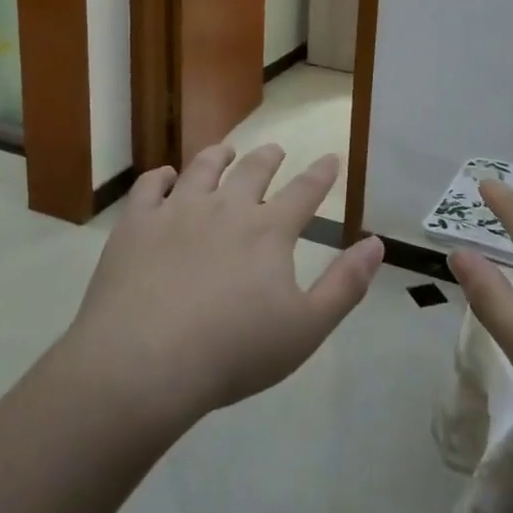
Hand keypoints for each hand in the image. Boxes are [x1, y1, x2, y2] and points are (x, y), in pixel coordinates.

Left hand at [67, 144, 383, 426]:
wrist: (145, 362)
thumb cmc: (233, 352)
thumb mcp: (306, 328)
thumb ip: (345, 284)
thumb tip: (376, 243)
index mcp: (269, 231)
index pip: (304, 191)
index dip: (321, 174)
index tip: (330, 158)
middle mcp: (226, 208)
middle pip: (252, 171)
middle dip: (268, 157)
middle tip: (275, 150)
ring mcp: (177, 211)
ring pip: (202, 169)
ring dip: (217, 156)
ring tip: (224, 150)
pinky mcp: (136, 224)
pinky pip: (150, 187)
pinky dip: (160, 177)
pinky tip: (165, 178)